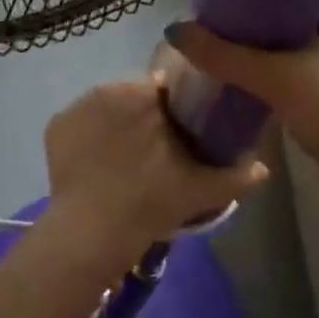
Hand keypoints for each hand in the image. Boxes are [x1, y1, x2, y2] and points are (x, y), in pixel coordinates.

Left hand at [42, 79, 269, 267]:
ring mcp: (76, 106)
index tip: (177, 132)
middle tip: (153, 151)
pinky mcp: (54, 126)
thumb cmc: (151, 202)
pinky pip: (78, 124)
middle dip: (143, 115)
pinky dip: (87, 137)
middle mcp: (107, 88)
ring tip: (122, 160)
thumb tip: (264, 166)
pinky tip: (95, 165)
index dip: (172, 108)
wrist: (92, 230)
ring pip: (105, 107)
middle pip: (132, 95)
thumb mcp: (201, 190)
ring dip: (115, 123)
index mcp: (144, 93)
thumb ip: (237, 175)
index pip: (163, 87)